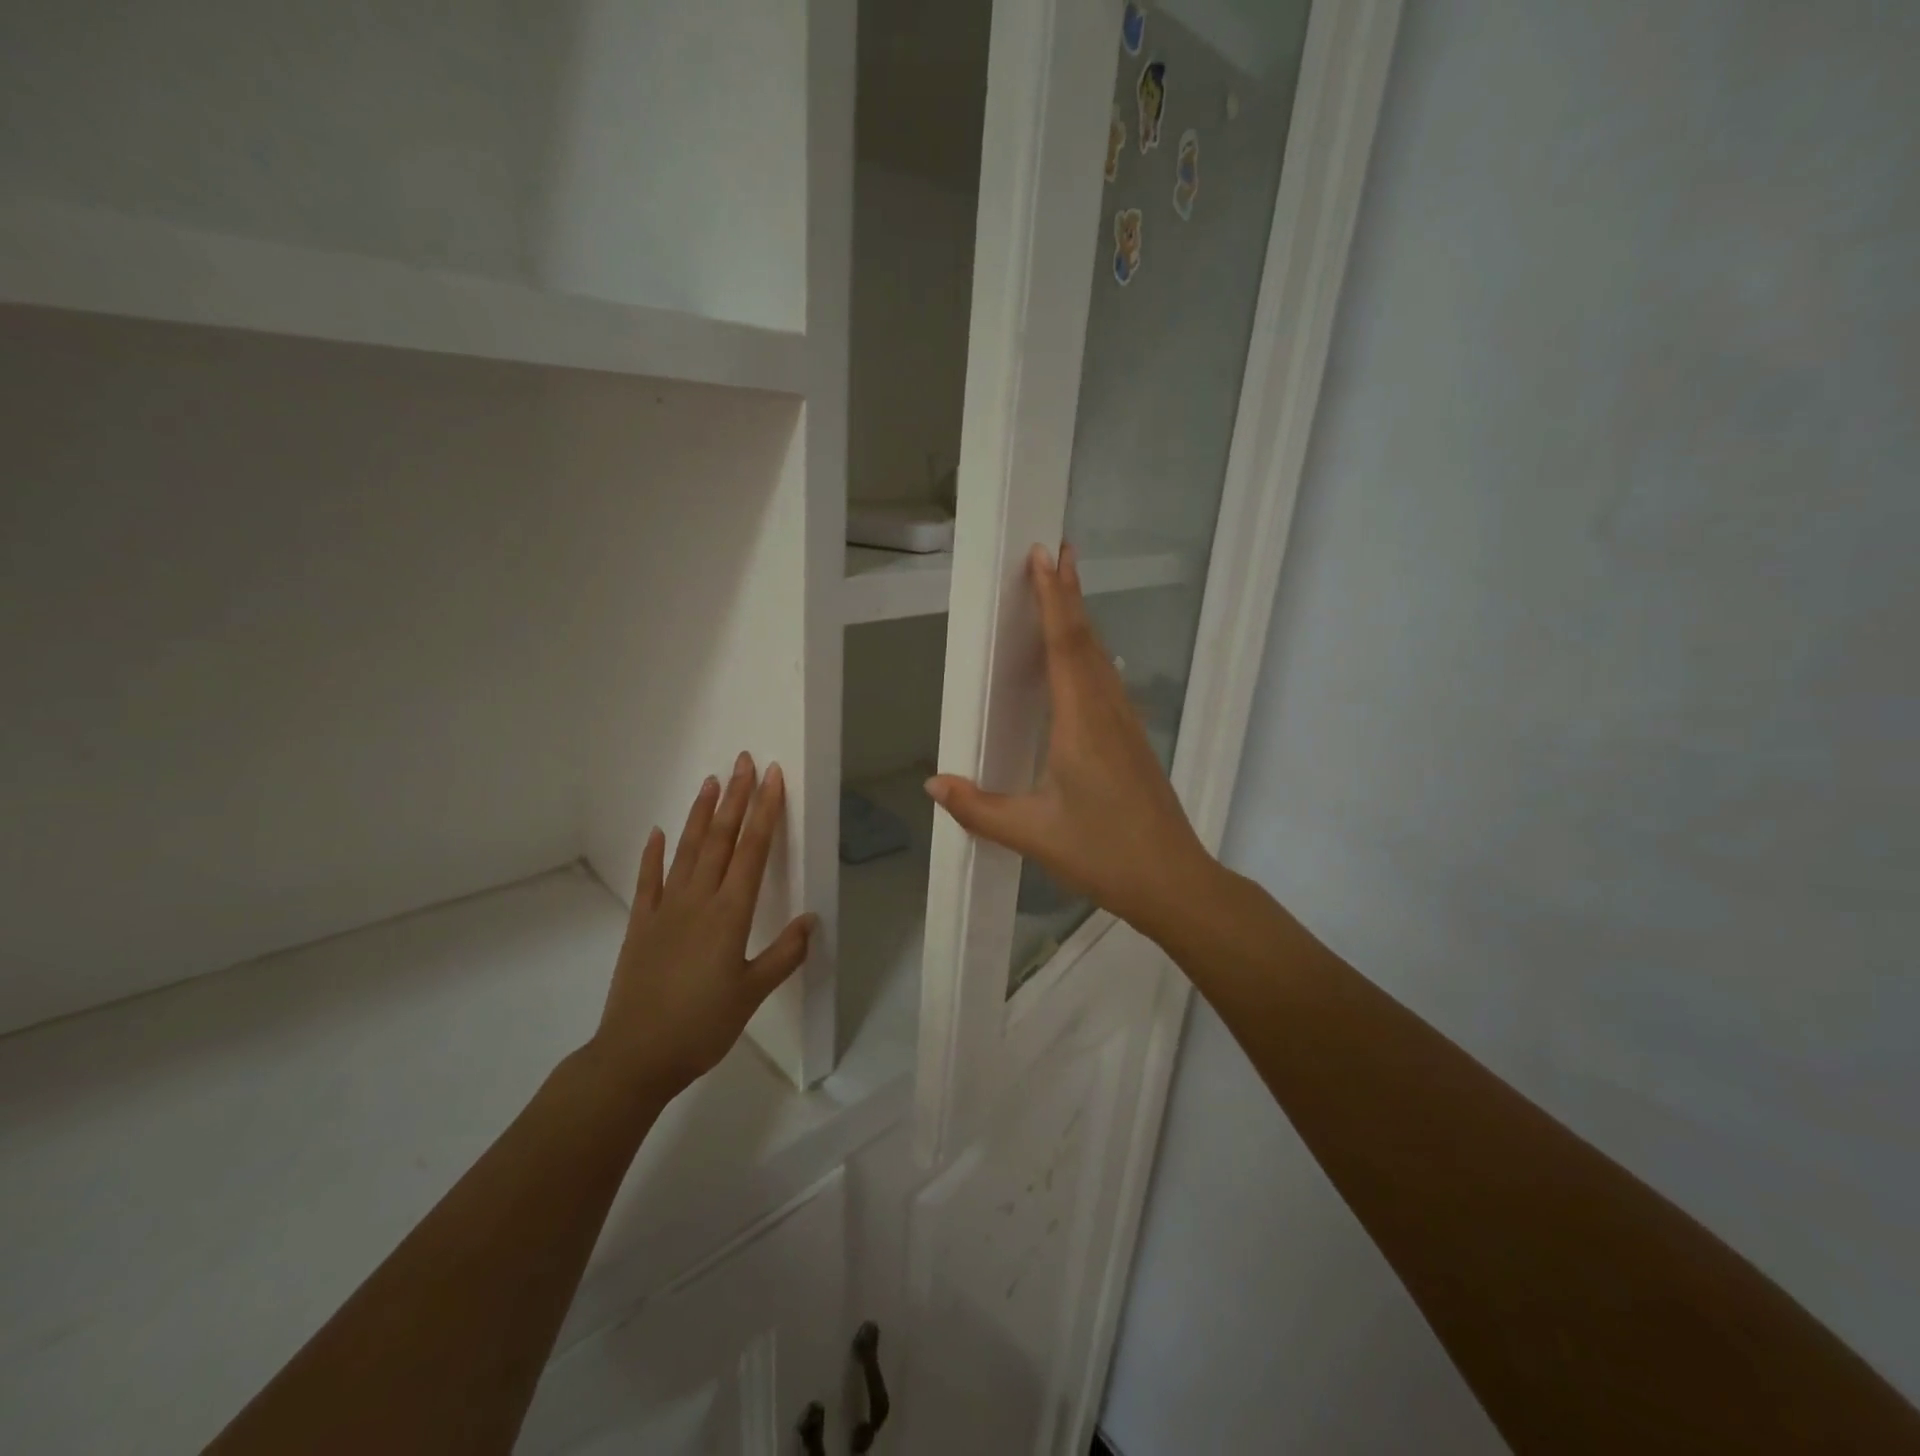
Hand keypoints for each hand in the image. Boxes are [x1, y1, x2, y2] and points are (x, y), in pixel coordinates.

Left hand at [592, 754, 813, 1099]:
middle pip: (721, 839)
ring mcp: (665, 910)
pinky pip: (649, 881)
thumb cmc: (702, 1027)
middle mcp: (698, 901)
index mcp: (730, 914)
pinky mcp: (640, 925)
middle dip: (736, 798)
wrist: (635, 1056)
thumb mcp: (752, 994)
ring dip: (701, 814)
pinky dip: (653, 854)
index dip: (765, 811)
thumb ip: (783, 955)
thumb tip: (812, 920)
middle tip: (744, 761)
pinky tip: (658, 832)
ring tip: (711, 782)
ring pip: (687, 850)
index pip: (753, 850)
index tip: (773, 778)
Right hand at [925, 543, 1216, 942]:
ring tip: (1065, 590)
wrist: (1173, 881)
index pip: (1064, 646)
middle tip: (1057, 550)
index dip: (1053, 598)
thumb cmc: (1102, 853)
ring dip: (1082, 621)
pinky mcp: (1133, 742)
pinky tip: (1083, 661)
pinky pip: (1107, 682)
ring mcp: (1126, 725)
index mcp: (1082, 723)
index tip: (1045, 555)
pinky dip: (1090, 654)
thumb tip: (933, 785)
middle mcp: (1107, 712)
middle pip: (1086, 641)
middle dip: (1070, 594)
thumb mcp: (1032, 834)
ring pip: (1100, 660)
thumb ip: (979, 808)